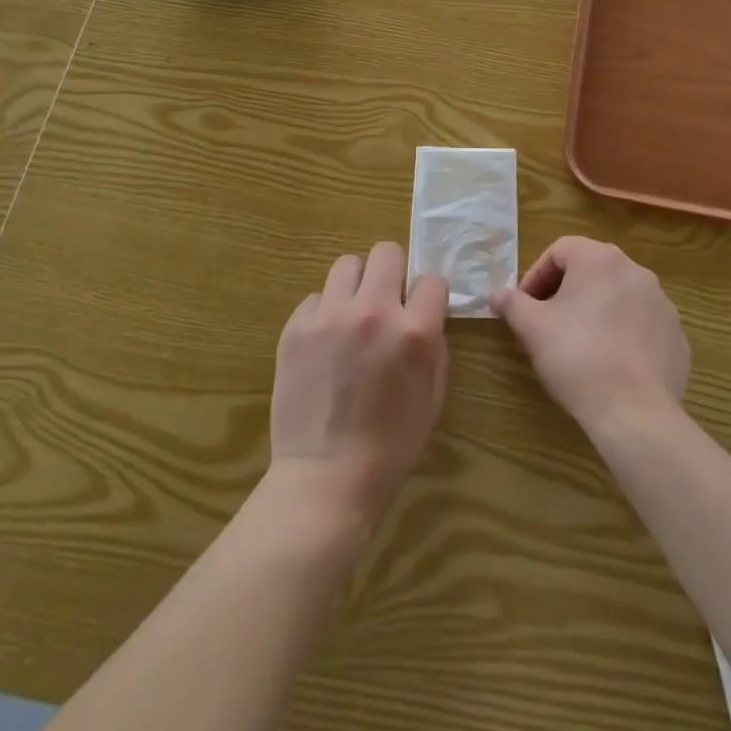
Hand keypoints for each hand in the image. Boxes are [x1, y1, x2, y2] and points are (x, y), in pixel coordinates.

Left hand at [268, 242, 448, 527]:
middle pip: (386, 252)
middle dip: (392, 273)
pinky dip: (324, 313)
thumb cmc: (390, 445)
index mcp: (414, 331)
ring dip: (356, 285)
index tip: (420, 311)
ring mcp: (330, 316)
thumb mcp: (432, 395)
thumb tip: (425, 314)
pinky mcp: (296, 327)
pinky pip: (316, 297)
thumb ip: (433, 345)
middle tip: (386, 302)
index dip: (428, 296)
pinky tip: (324, 344)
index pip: (431, 279)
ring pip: (347, 264)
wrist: (326, 478)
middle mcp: (373, 312)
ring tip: (352, 316)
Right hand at [492, 235, 688, 439]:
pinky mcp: (677, 337)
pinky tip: (611, 364)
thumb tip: (496, 294)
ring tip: (579, 344)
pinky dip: (624, 335)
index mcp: (600, 259)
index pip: (560, 250)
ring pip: (619, 297)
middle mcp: (636, 271)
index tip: (525, 305)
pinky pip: (642, 326)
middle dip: (565, 292)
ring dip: (596, 311)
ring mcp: (662, 304)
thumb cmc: (577, 357)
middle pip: (591, 270)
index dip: (536, 275)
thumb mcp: (532, 328)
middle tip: (547, 323)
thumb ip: (512, 304)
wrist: (634, 412)